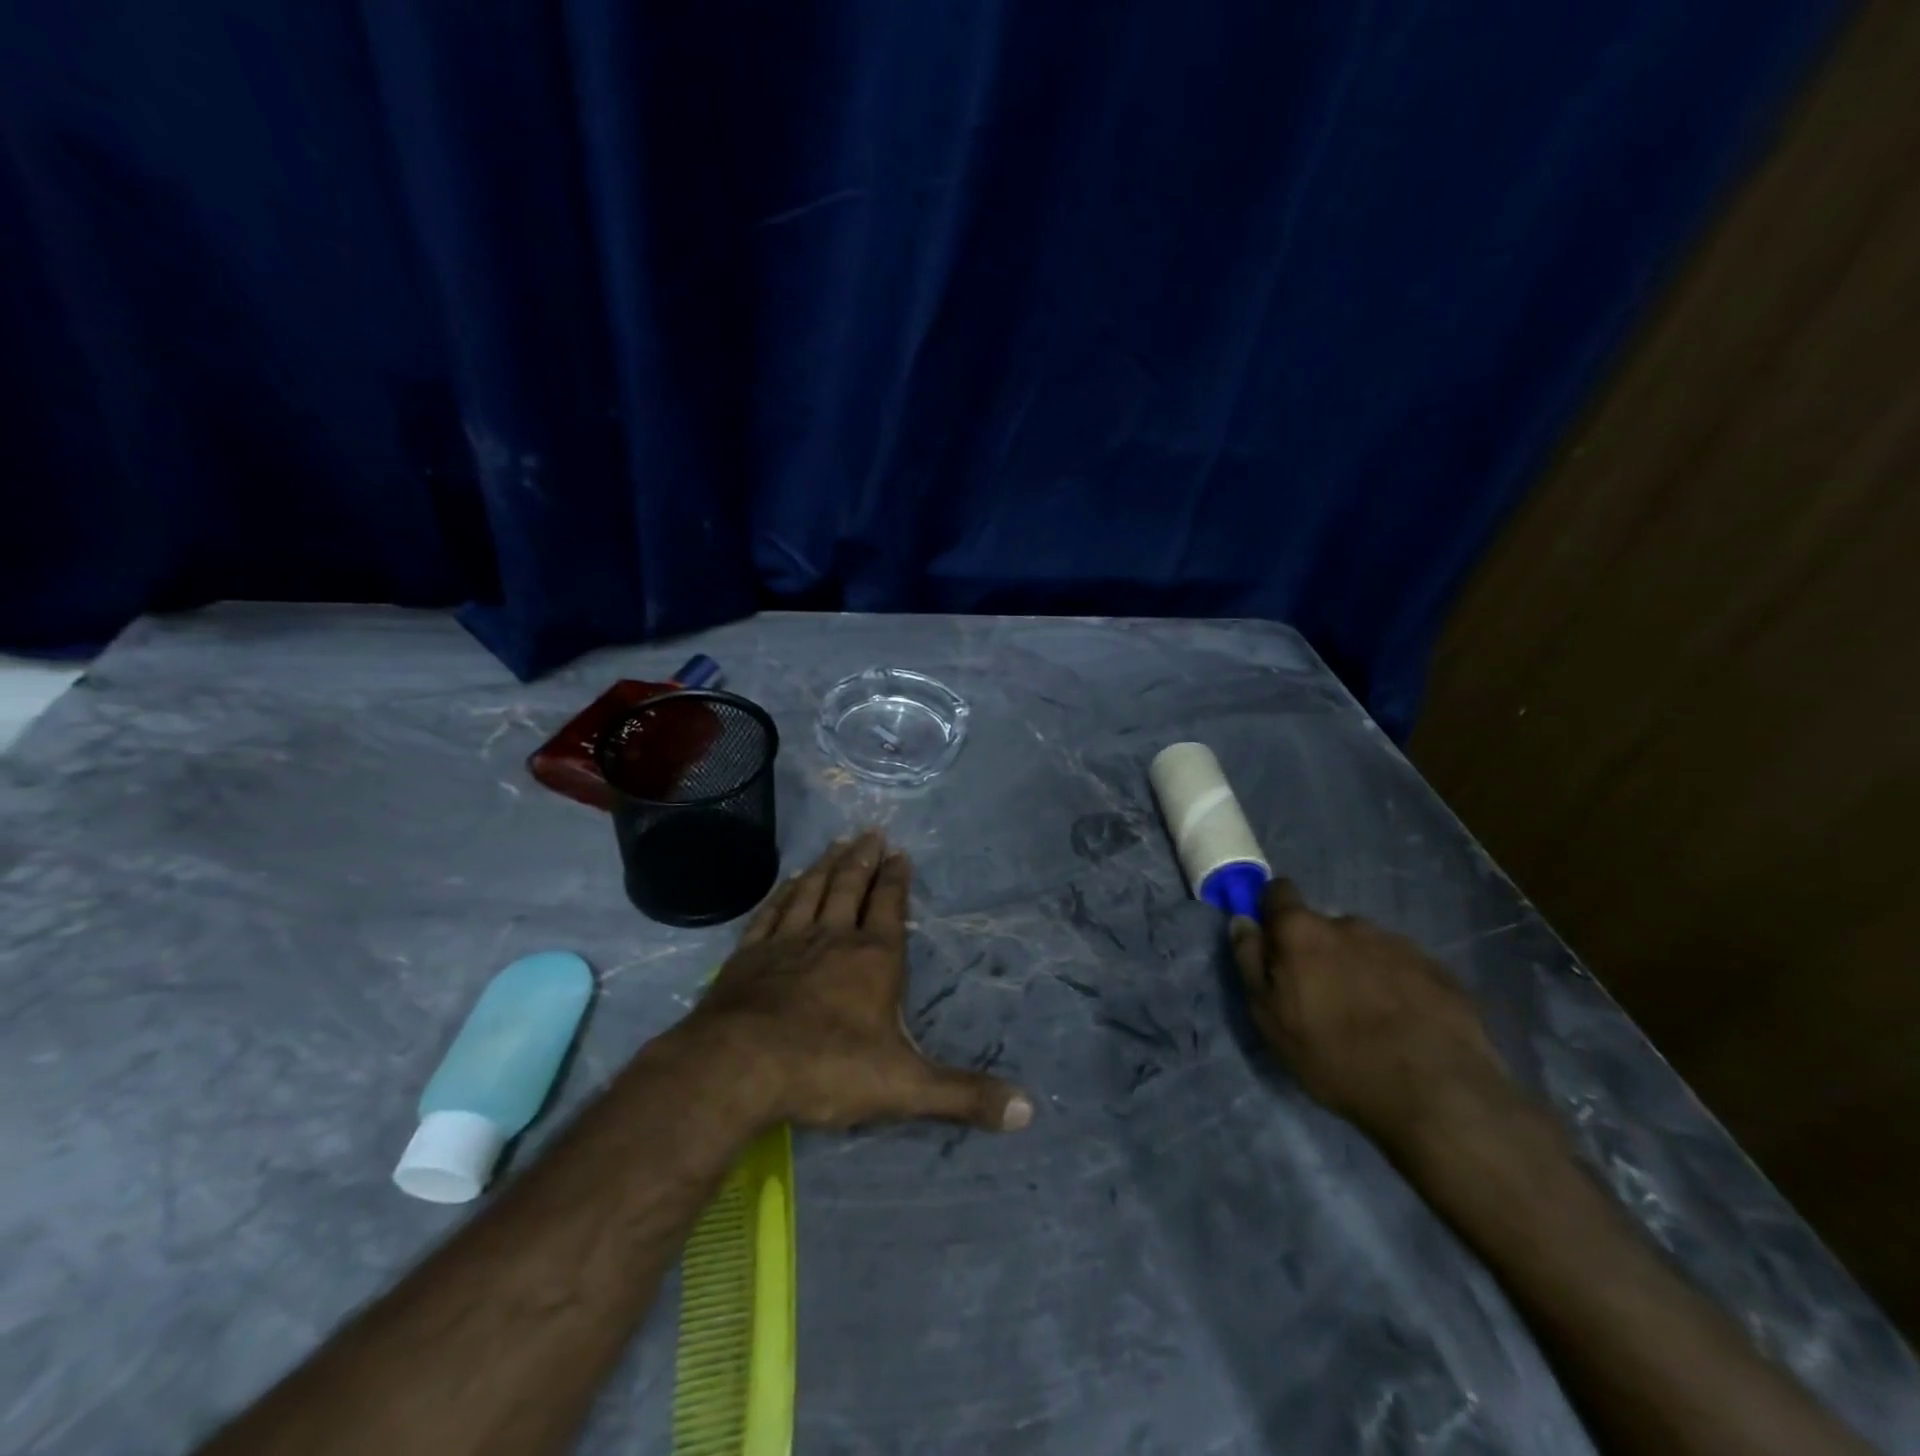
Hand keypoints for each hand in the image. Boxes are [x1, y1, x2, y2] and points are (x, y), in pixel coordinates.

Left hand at [686, 831, 1033, 1133]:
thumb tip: (1029, 1111)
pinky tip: (788, 883)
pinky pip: (771, 912)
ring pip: (811, 891)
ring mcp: (786, 942)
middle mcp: (832, 938)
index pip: (889, 906)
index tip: (900, 853)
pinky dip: (783, 893)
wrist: (739, 1067)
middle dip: (863, 859)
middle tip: (870, 832)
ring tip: (837, 843)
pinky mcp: (749, 955)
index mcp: (874, 959)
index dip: (896, 879)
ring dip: (826, 865)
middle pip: (849, 887)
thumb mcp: (906, 1087)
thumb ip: (964, 1095)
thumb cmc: (827, 1069)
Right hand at [1229, 879, 1518, 1157]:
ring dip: (1358, 968)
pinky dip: (1396, 986)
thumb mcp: (1269, 1017)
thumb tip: (1242, 921)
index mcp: (1302, 931)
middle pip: (1323, 926)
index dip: (1272, 911)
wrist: (1437, 1093)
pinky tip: (1403, 1024)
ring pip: (1365, 948)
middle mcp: (1349, 924)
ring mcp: (1399, 944)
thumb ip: (1250, 962)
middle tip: (1322, 998)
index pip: (1278, 892)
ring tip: (1368, 1016)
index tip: (1273, 943)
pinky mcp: (1439, 970)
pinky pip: (1403, 969)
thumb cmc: (1335, 1056)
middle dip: (1318, 951)